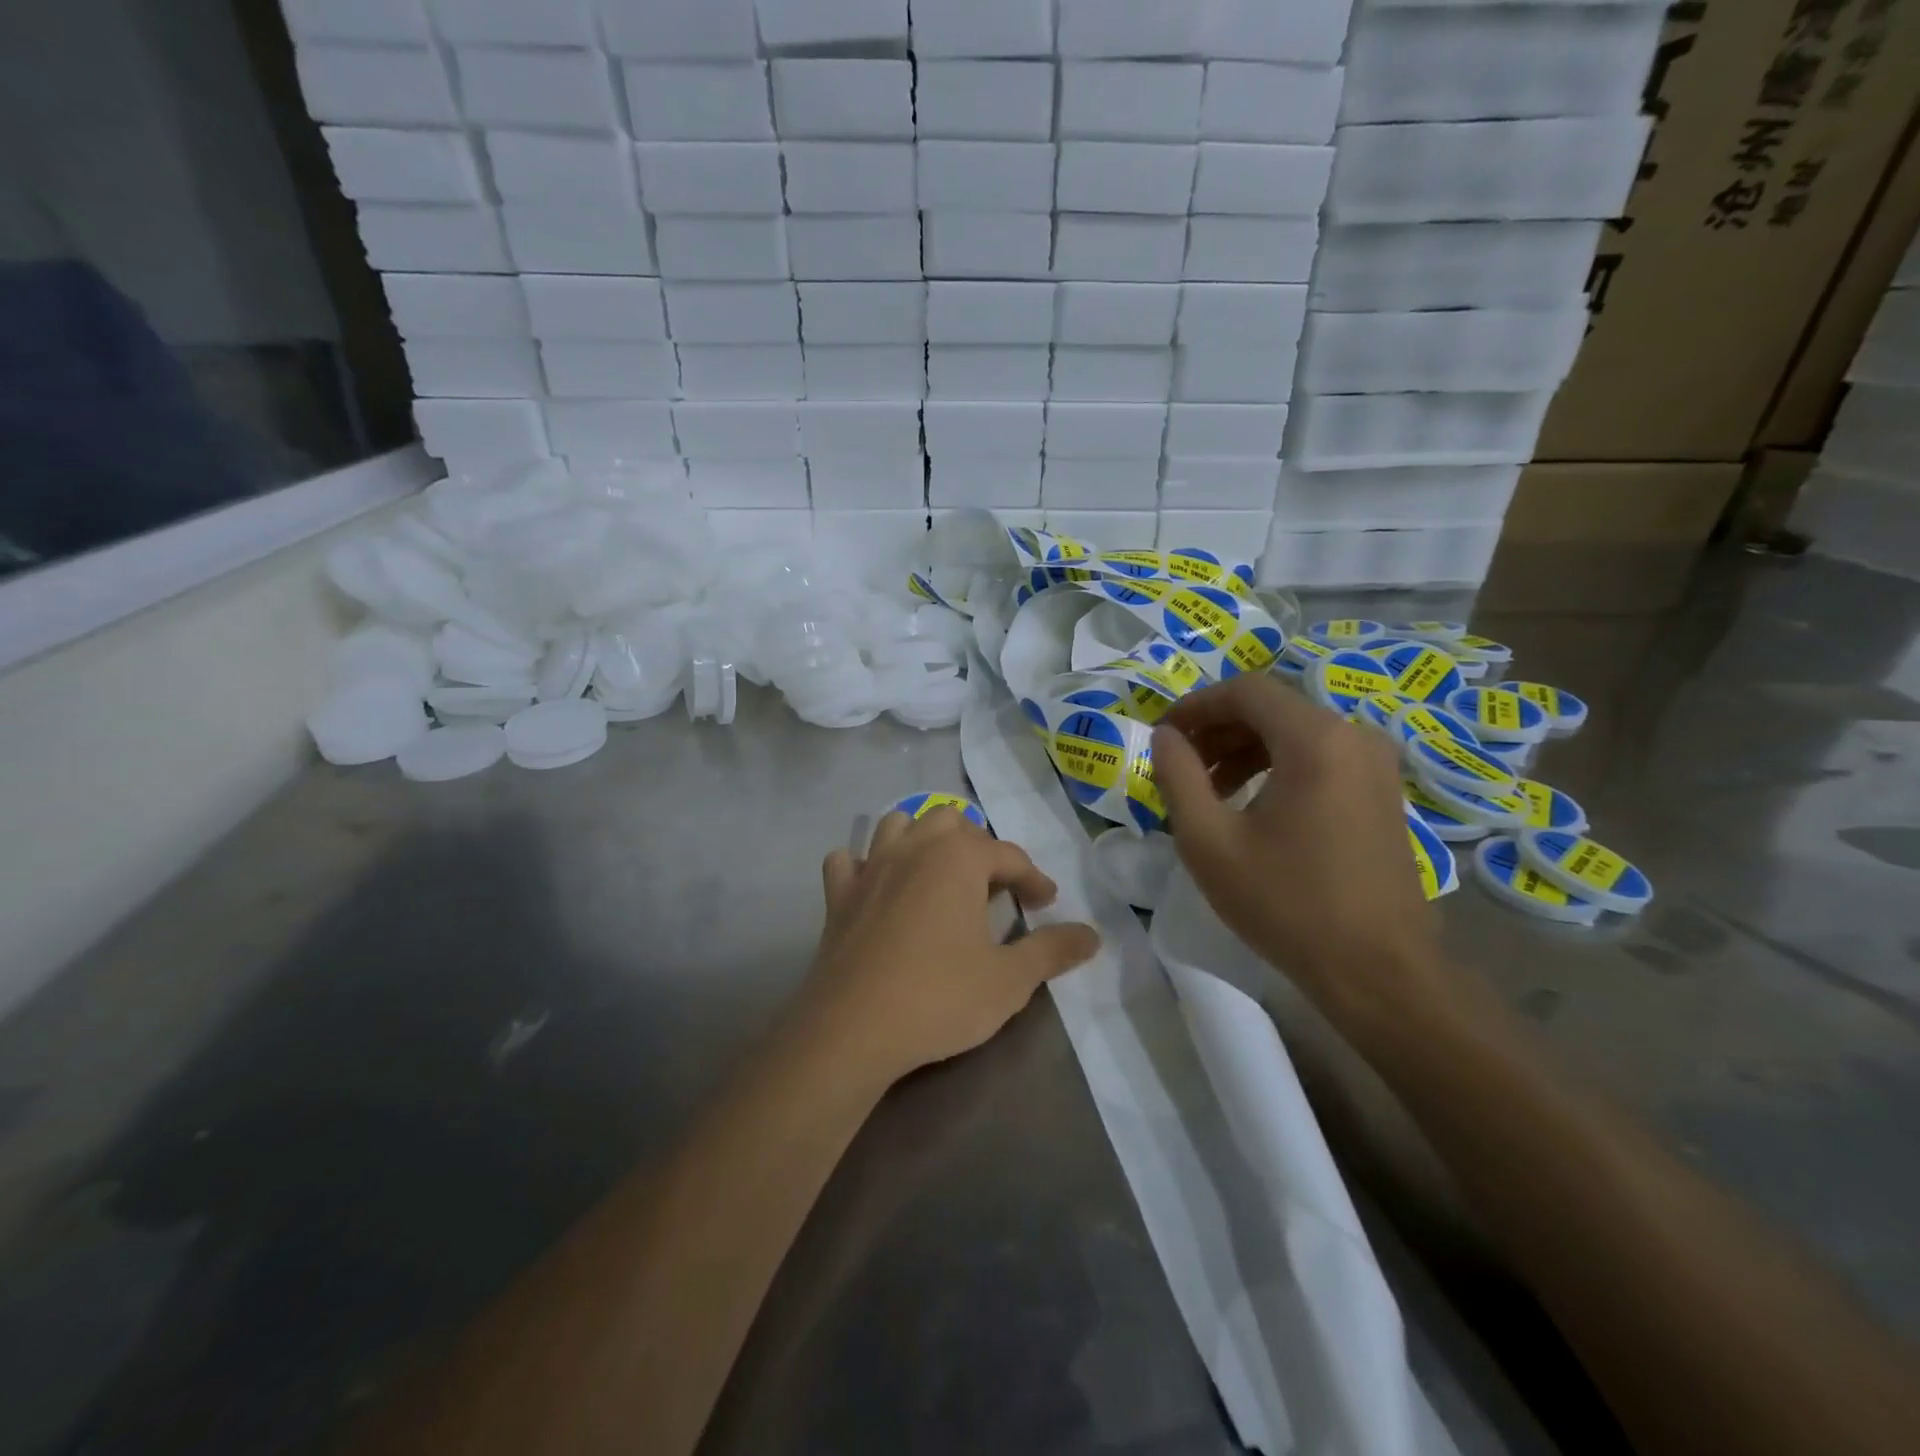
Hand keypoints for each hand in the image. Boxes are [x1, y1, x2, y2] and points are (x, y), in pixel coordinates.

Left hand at [801, 809, 1100, 1088]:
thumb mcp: (1010, 980)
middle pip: (951, 822)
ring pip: (898, 824)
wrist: (853, 1028)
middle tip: (993, 885)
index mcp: (958, 858)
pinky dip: (864, 865)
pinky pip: (849, 861)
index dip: (1033, 877)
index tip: (1045, 902)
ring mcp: (870, 867)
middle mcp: (913, 848)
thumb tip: (1092, 935)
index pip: (1008, 855)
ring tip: (938, 871)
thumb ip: (1052, 950)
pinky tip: (876, 886)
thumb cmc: (940, 997)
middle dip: (978, 846)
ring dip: (922, 838)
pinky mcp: (837, 895)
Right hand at [1151, 674, 1443, 1033]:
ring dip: (1245, 749)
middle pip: (1272, 708)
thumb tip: (1165, 737)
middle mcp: (1354, 736)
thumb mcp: (1209, 840)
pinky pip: (1321, 757)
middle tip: (1181, 765)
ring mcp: (1376, 765)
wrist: (1377, 971)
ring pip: (1296, 732)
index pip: (1245, 690)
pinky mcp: (1383, 792)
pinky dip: (1278, 766)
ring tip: (1210, 790)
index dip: (1196, 705)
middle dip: (1218, 729)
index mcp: (1315, 739)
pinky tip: (1253, 805)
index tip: (1163, 735)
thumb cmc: (1285, 903)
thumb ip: (1178, 776)